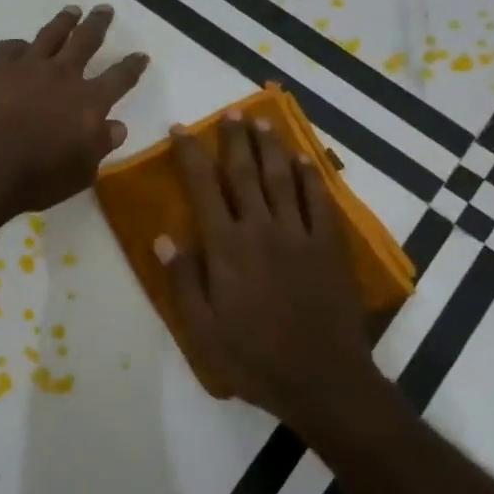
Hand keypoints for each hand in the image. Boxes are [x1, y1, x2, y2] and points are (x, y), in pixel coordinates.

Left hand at [0, 4, 148, 217]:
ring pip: (51, 34)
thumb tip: (117, 126)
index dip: (132, 66)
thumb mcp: (81, 172)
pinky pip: (12, 47)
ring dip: (64, 21)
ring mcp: (28, 67)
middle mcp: (63, 75)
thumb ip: (100, 146)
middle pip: (86, 40)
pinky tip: (20, 46)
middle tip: (105, 9)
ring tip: (72, 10)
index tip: (141, 55)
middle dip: (98, 24)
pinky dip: (19, 45)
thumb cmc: (37, 177)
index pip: (120, 78)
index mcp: (89, 102)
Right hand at [157, 112, 391, 430]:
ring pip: (282, 180)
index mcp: (226, 248)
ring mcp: (300, 236)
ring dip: (270, 149)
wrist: (322, 380)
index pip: (203, 188)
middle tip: (230, 112)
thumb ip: (183, 281)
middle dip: (234, 140)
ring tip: (262, 122)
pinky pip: (320, 203)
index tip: (181, 129)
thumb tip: (164, 237)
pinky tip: (305, 160)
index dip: (191, 155)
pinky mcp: (329, 249)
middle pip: (244, 174)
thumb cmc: (253, 359)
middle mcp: (261, 230)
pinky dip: (312, 178)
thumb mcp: (202, 330)